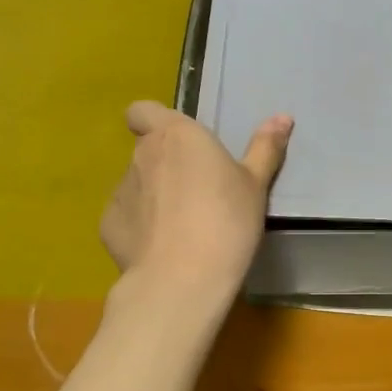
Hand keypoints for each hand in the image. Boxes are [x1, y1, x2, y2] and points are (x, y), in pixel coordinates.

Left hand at [99, 100, 292, 304]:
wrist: (182, 279)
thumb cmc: (226, 221)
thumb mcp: (255, 185)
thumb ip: (265, 149)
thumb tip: (283, 117)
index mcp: (176, 135)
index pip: (143, 110)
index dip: (154, 122)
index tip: (177, 142)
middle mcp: (142, 155)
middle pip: (146, 150)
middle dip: (165, 165)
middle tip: (197, 192)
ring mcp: (120, 190)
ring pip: (136, 185)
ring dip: (154, 197)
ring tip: (182, 227)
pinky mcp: (108, 225)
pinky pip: (126, 218)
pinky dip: (140, 227)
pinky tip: (163, 249)